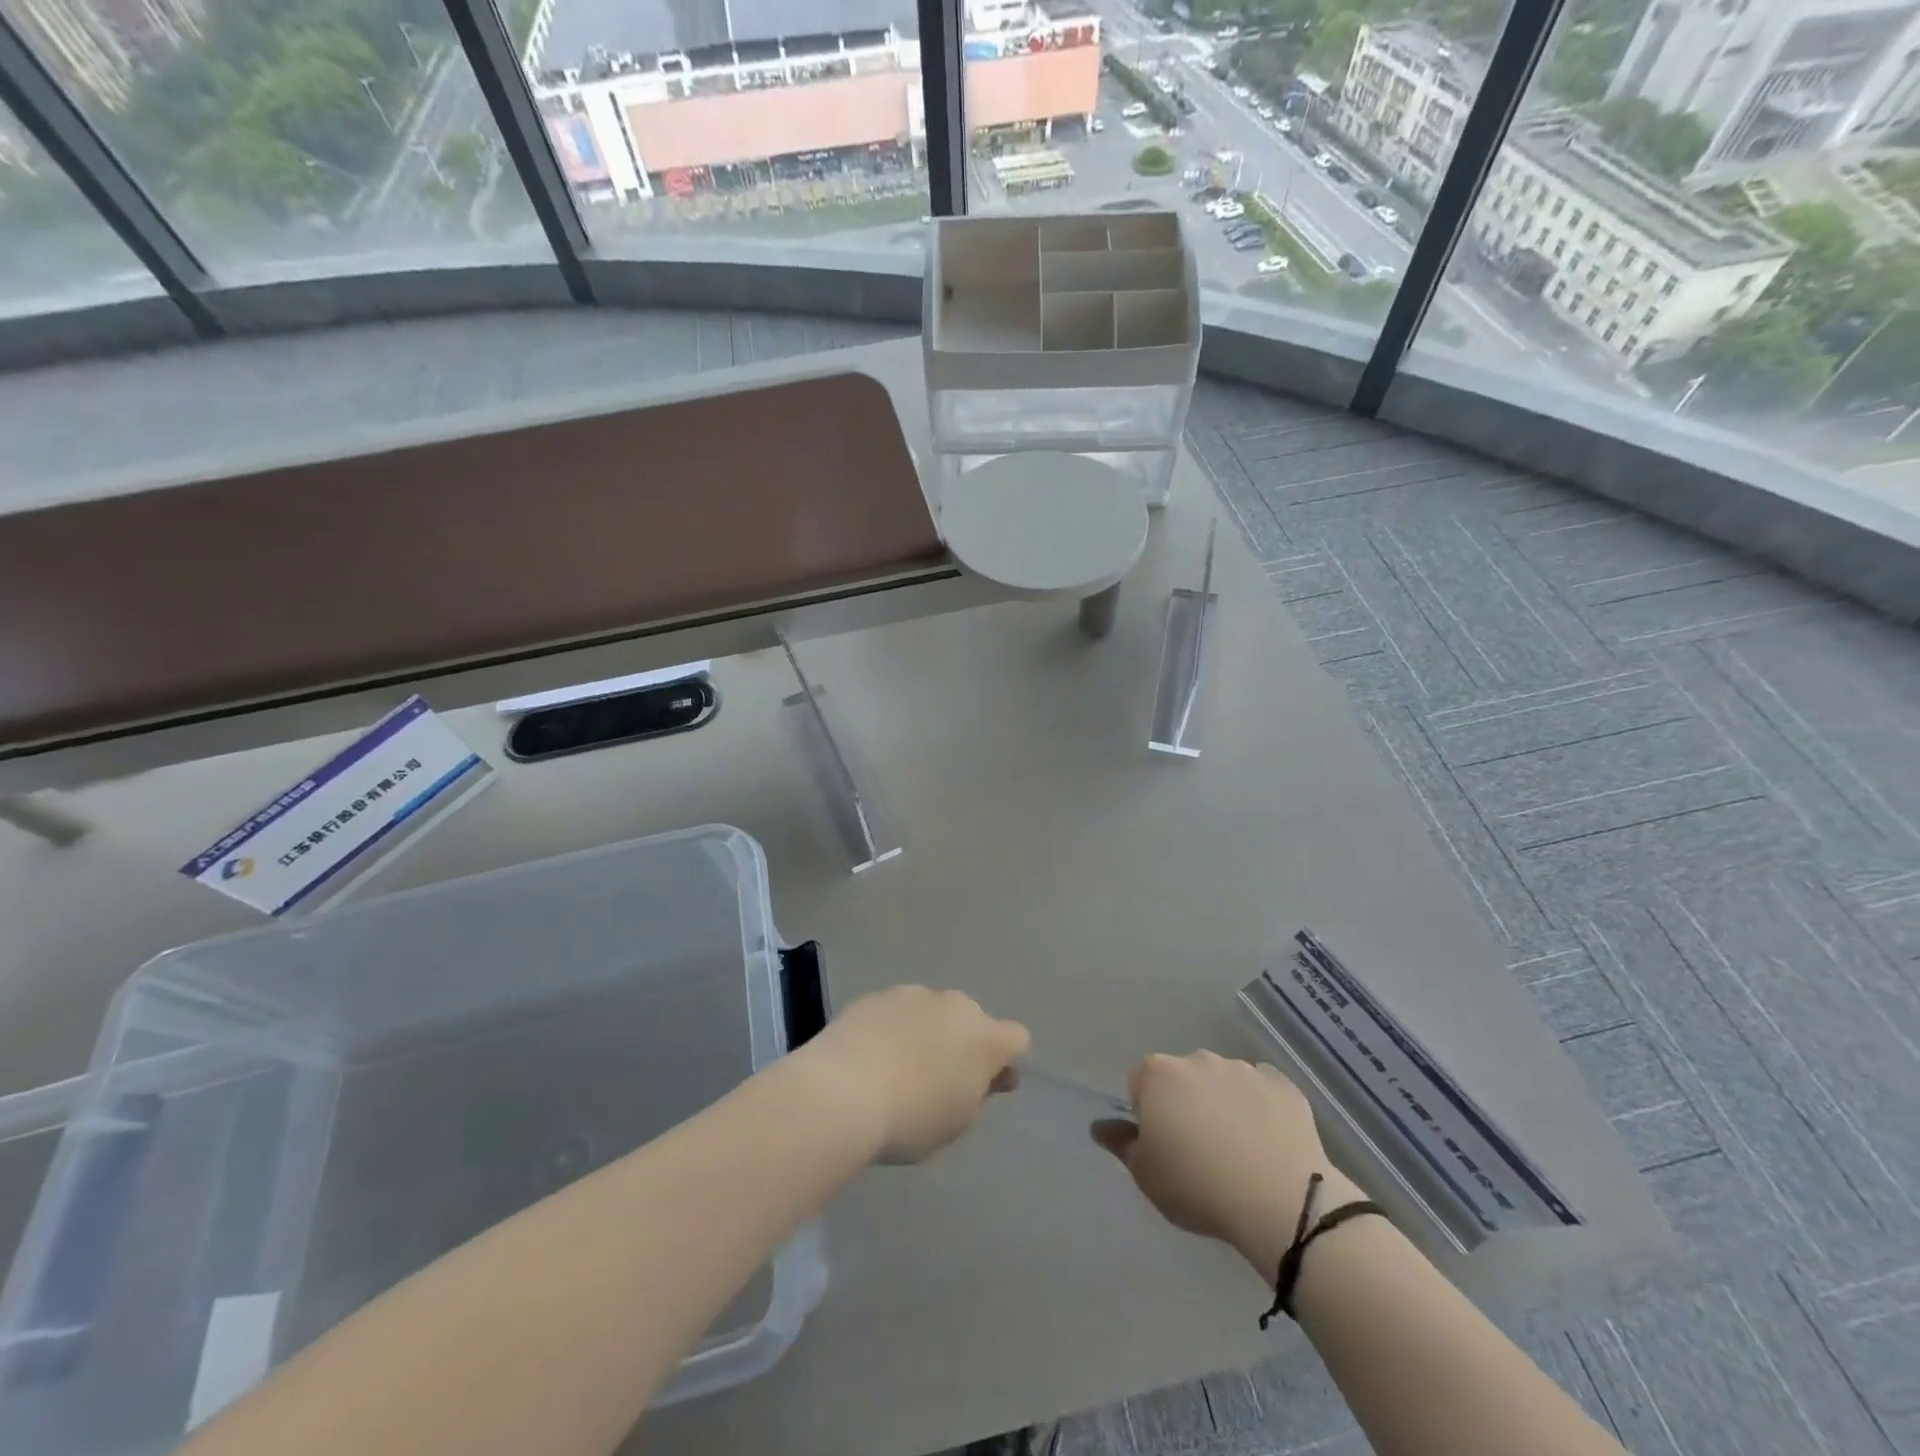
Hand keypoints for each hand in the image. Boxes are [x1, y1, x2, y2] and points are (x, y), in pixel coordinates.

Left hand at [798, 986, 1029, 1163]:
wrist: (842, 1092)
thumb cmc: (911, 1118)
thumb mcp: (956, 1120)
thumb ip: (979, 1092)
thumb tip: (992, 1075)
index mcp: (985, 1037)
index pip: (1015, 1038)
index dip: (1003, 1061)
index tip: (984, 1086)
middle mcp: (955, 1004)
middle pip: (971, 1019)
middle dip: (962, 1042)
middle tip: (937, 1078)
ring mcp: (914, 994)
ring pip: (933, 1011)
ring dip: (926, 1031)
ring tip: (897, 1067)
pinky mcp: (878, 995)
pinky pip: (897, 1011)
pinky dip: (892, 1027)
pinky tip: (870, 1055)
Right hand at [1092, 1051, 1362, 1275]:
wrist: (1280, 1200)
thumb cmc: (1198, 1186)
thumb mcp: (1146, 1175)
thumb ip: (1121, 1144)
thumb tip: (1100, 1126)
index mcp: (1159, 1074)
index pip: (1141, 1085)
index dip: (1148, 1116)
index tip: (1162, 1147)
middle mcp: (1198, 1059)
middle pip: (1182, 1079)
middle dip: (1186, 1104)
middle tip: (1198, 1151)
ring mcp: (1243, 1068)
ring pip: (1223, 1083)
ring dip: (1223, 1105)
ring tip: (1238, 1152)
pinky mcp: (1282, 1085)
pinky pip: (1262, 1092)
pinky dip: (1260, 1110)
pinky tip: (1268, 1144)